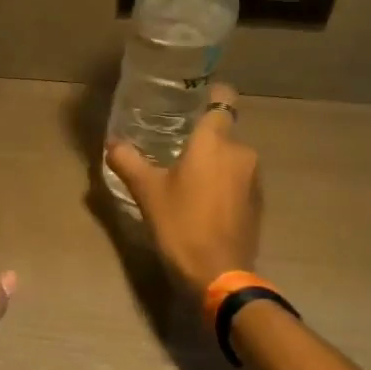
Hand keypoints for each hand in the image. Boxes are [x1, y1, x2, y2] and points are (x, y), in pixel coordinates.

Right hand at [105, 82, 260, 300]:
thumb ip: (128, 161)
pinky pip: (237, 181)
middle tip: (171, 149)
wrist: (219, 274)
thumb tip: (113, 143)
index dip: (211, 94)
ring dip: (211, 164)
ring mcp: (254, 179)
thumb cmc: (181, 224)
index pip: (222, 99)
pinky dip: (221, 185)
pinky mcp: (257, 203)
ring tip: (184, 179)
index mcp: (214, 141)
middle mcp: (241, 152)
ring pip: (229, 158)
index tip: (192, 100)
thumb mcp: (147, 192)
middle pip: (222, 132)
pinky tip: (201, 203)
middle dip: (200, 139)